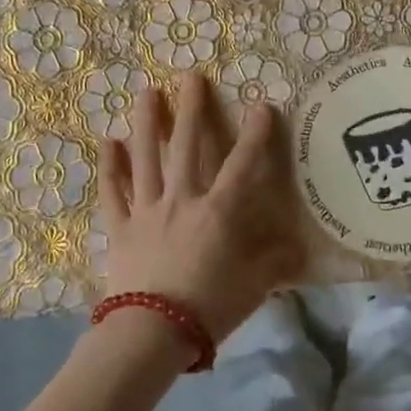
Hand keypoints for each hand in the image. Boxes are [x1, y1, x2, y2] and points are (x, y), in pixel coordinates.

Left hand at [98, 72, 306, 342]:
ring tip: (146, 92)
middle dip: (191, 109)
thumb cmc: (208, 308)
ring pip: (146, 158)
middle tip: (190, 77)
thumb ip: (275, 263)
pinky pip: (113, 192)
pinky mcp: (120, 227)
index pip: (241, 165)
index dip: (254, 134)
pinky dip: (110, 167)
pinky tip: (108, 142)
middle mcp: (182, 200)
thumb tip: (301, 248)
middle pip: (187, 147)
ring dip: (147, 123)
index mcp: (218, 212)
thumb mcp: (253, 288)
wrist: (151, 333)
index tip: (261, 104)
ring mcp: (146, 211)